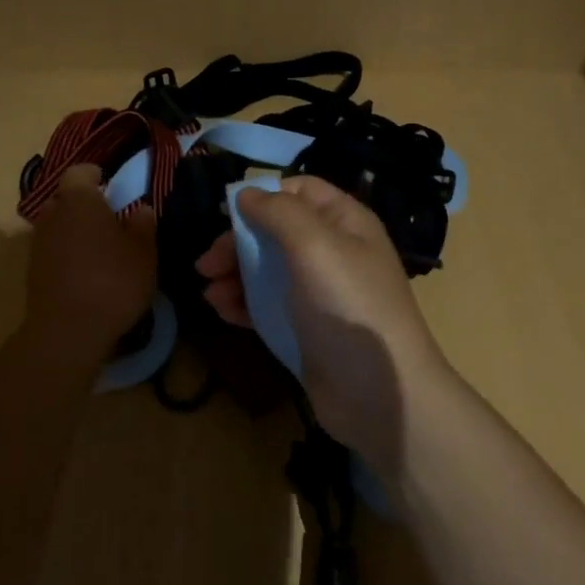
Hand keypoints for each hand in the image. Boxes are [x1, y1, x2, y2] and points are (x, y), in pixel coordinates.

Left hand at [25, 164, 157, 349]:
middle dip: (85, 205)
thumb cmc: (112, 281)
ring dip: (76, 231)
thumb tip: (140, 209)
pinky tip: (88, 273)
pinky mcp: (32, 271)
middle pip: (66, 198)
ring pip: (59, 225)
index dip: (97, 176)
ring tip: (101, 250)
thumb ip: (143, 224)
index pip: (81, 172)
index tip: (113, 187)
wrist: (68, 331)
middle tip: (111, 220)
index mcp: (78, 199)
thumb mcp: (144, 252)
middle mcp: (52, 213)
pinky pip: (53, 251)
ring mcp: (38, 243)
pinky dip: (68, 255)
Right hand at [194, 176, 450, 473]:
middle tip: (207, 264)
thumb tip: (247, 193)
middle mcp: (332, 252)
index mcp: (344, 223)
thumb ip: (279, 212)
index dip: (266, 196)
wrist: (378, 394)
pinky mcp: (304, 328)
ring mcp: (318, 293)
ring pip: (267, 269)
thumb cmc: (349, 307)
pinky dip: (243, 303)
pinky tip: (222, 311)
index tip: (229, 213)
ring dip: (234, 275)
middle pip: (275, 231)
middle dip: (238, 242)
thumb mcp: (314, 246)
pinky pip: (267, 305)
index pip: (301, 191)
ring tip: (209, 292)